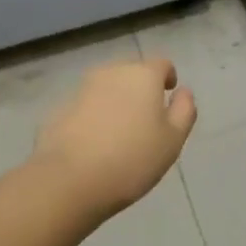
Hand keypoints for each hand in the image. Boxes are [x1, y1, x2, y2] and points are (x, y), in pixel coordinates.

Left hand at [31, 58, 196, 220]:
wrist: (69, 180)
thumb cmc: (132, 159)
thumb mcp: (172, 140)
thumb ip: (184, 110)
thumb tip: (183, 92)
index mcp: (143, 75)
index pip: (162, 65)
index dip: (167, 78)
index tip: (168, 97)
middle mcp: (112, 72)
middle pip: (132, 73)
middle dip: (141, 90)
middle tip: (146, 121)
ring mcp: (83, 88)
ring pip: (108, 88)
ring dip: (117, 102)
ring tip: (121, 134)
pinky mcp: (61, 108)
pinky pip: (87, 106)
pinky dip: (95, 116)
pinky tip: (96, 144)